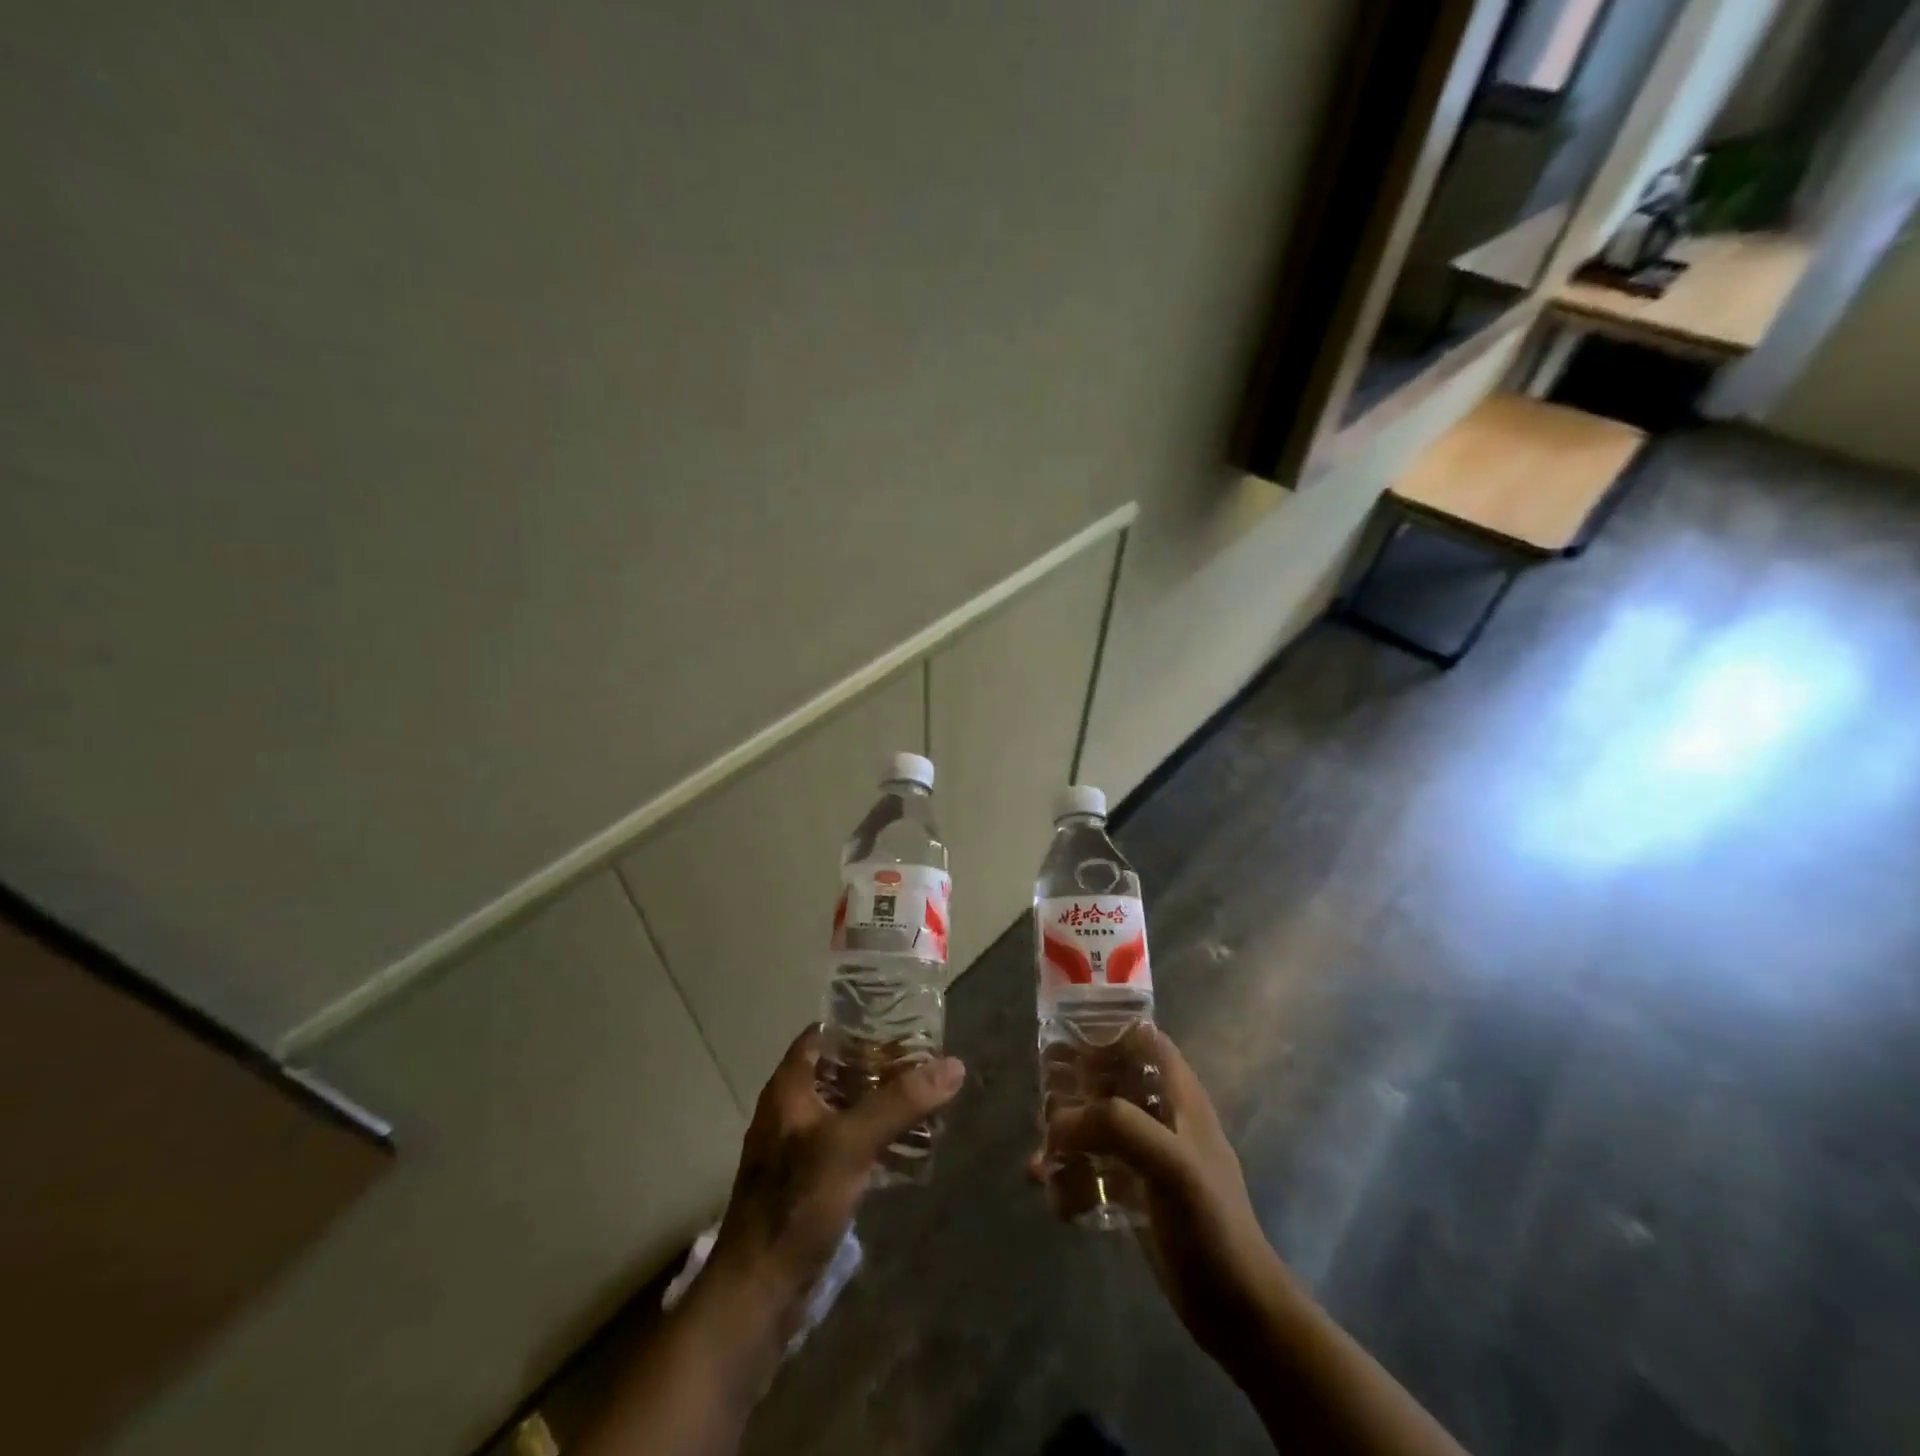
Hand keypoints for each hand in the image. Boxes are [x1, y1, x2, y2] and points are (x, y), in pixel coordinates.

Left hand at [707, 1025, 966, 1325]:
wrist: (758, 1292)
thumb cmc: (797, 1203)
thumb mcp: (851, 1144)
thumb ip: (900, 1103)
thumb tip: (953, 1065)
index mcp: (790, 1086)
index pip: (825, 1033)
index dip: (862, 1023)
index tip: (905, 1022)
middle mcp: (792, 1108)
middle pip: (841, 1069)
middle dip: (883, 1064)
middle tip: (928, 1061)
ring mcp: (800, 1146)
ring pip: (848, 1106)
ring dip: (884, 1101)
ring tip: (929, 1098)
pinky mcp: (811, 1180)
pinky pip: (850, 1141)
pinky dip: (878, 1135)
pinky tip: (911, 1144)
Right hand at [1034, 1029, 1281, 1360]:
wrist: (1237, 1312)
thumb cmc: (1212, 1225)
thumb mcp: (1171, 1164)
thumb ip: (1117, 1127)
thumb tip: (1057, 1121)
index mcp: (1178, 1095)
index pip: (1140, 1039)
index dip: (1105, 1031)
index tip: (1063, 1039)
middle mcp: (1160, 1115)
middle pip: (1107, 1079)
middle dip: (1072, 1091)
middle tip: (1044, 1110)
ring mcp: (1146, 1154)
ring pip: (1093, 1124)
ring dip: (1064, 1138)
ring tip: (1043, 1162)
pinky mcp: (1133, 1191)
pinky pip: (1091, 1168)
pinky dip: (1070, 1177)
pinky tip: (1057, 1199)